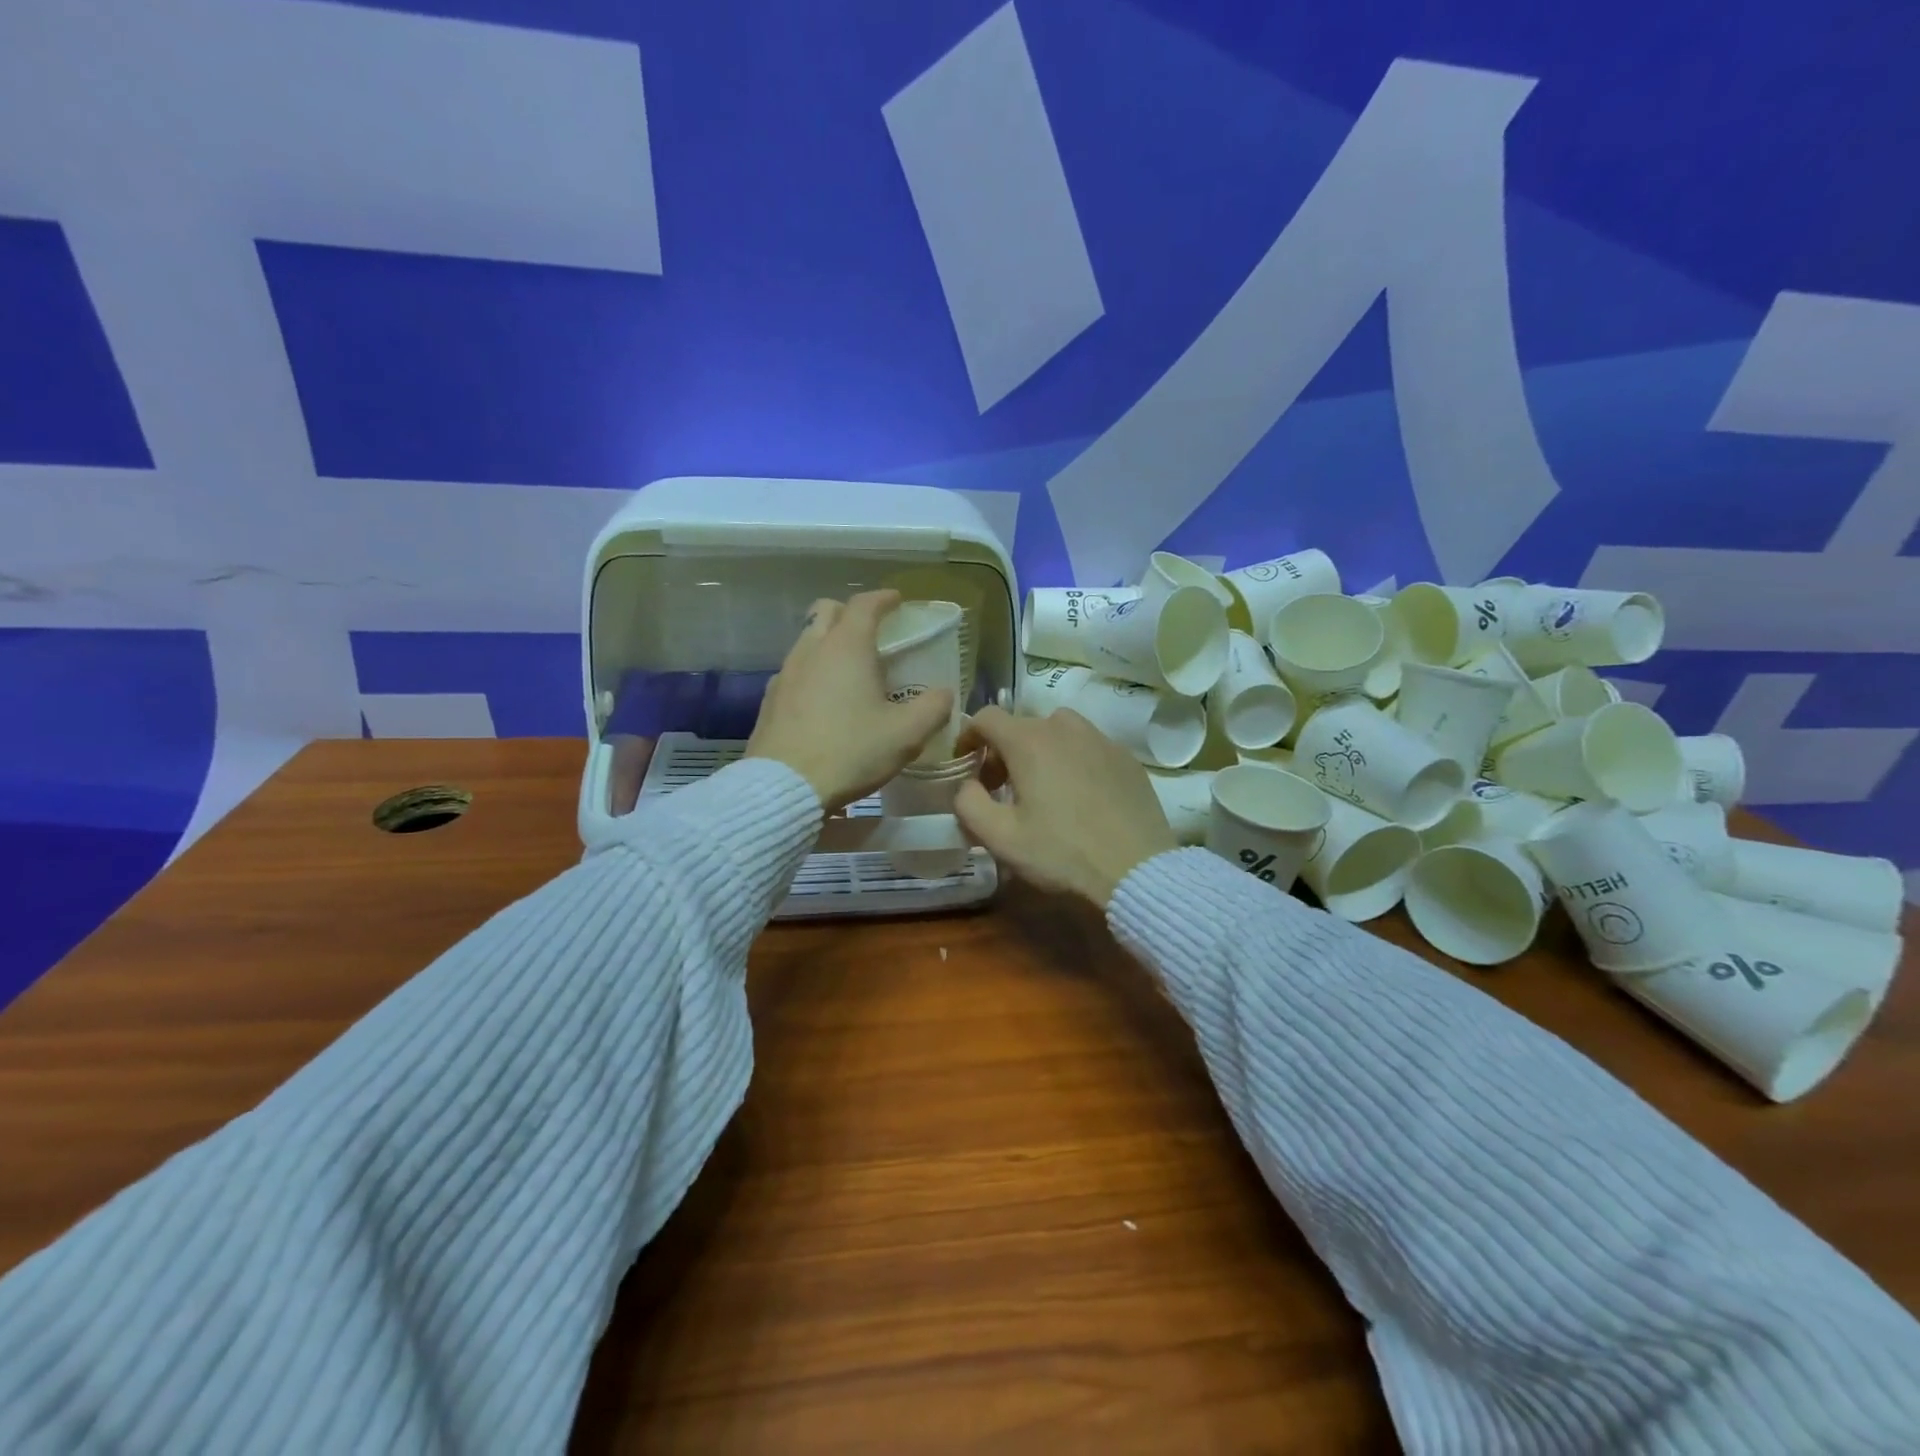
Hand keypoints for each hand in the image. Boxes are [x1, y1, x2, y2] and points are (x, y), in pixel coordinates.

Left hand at [745, 590, 955, 811]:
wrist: (783, 787)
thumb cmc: (850, 752)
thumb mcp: (906, 734)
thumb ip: (933, 708)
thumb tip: (945, 693)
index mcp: (847, 647)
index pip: (865, 605)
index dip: (884, 599)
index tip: (897, 601)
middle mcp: (812, 649)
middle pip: (827, 611)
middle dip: (850, 613)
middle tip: (872, 632)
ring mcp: (785, 673)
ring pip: (807, 640)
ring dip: (829, 643)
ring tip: (850, 669)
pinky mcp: (769, 700)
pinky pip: (795, 671)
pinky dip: (812, 671)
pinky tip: (824, 700)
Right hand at [954, 706, 1177, 907]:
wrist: (1136, 870)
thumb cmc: (1061, 853)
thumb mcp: (1000, 837)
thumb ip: (968, 803)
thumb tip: (966, 785)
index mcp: (1028, 741)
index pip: (986, 717)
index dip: (968, 736)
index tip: (965, 764)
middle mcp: (1064, 728)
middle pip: (1022, 725)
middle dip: (1002, 751)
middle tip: (1000, 788)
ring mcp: (1100, 739)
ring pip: (1058, 730)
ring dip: (1040, 750)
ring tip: (1042, 786)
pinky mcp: (1126, 758)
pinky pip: (1089, 746)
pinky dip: (1073, 760)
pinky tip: (1080, 795)